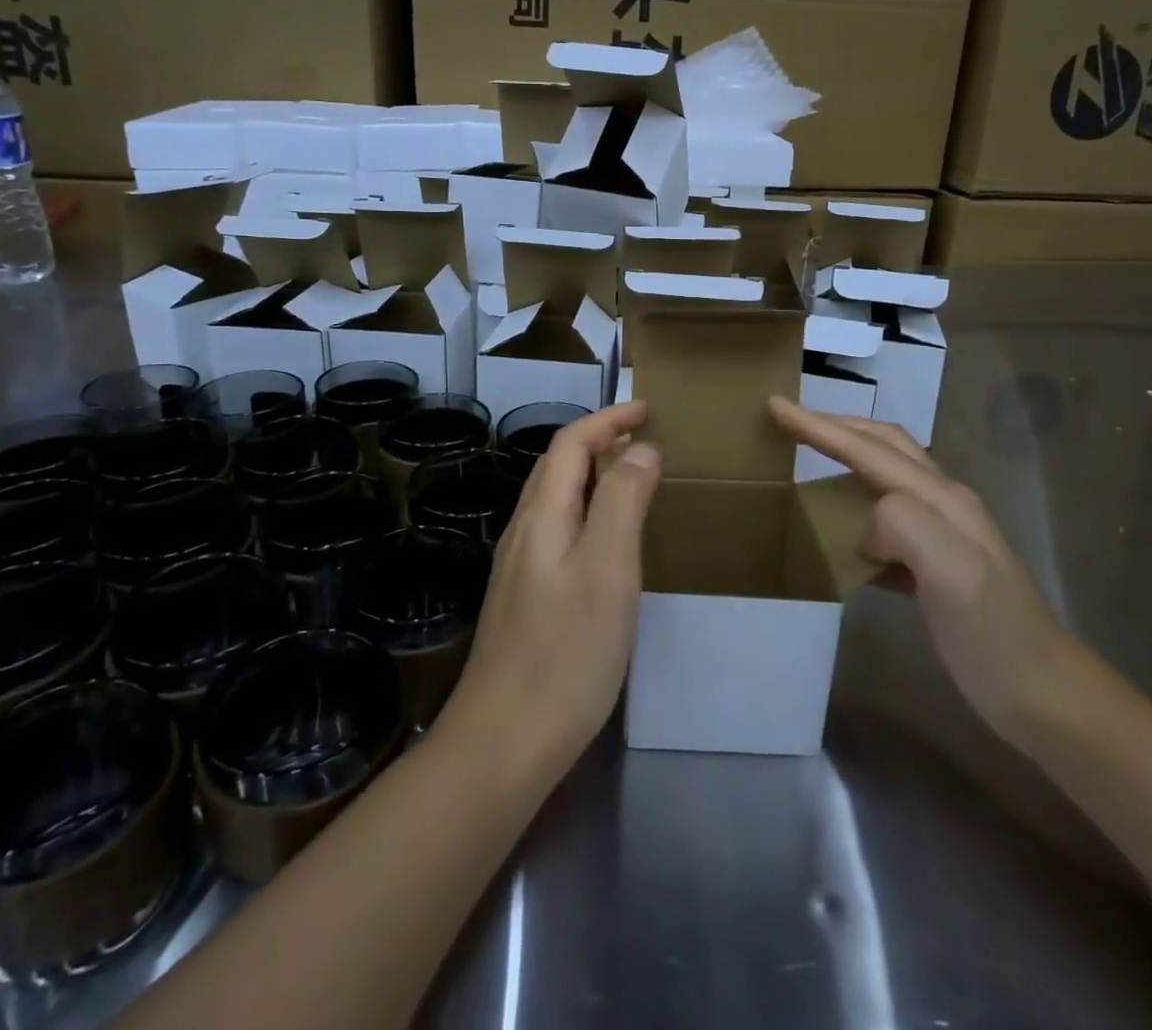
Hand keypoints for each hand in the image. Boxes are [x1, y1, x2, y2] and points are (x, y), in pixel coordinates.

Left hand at [441, 401, 661, 781]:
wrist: (504, 741)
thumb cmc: (566, 651)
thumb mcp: (608, 568)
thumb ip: (623, 501)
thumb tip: (641, 450)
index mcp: (542, 516)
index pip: (570, 444)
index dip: (608, 420)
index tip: (648, 409)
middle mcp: (524, 532)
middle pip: (558, 467)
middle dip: (599, 442)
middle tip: (645, 440)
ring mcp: (520, 567)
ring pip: (557, 501)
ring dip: (592, 477)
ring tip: (632, 479)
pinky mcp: (525, 599)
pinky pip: (558, 532)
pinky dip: (587, 513)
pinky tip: (607, 542)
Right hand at [769, 397, 1083, 741]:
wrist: (1042, 695)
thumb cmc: (992, 634)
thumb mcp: (952, 572)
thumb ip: (905, 525)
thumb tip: (865, 524)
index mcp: (941, 498)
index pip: (870, 449)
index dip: (820, 427)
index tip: (775, 405)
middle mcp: (943, 503)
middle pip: (883, 445)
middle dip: (835, 426)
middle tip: (788, 419)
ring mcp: (943, 533)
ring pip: (885, 477)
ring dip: (846, 457)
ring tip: (807, 460)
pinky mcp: (936, 564)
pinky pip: (886, 519)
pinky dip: (855, 505)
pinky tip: (839, 528)